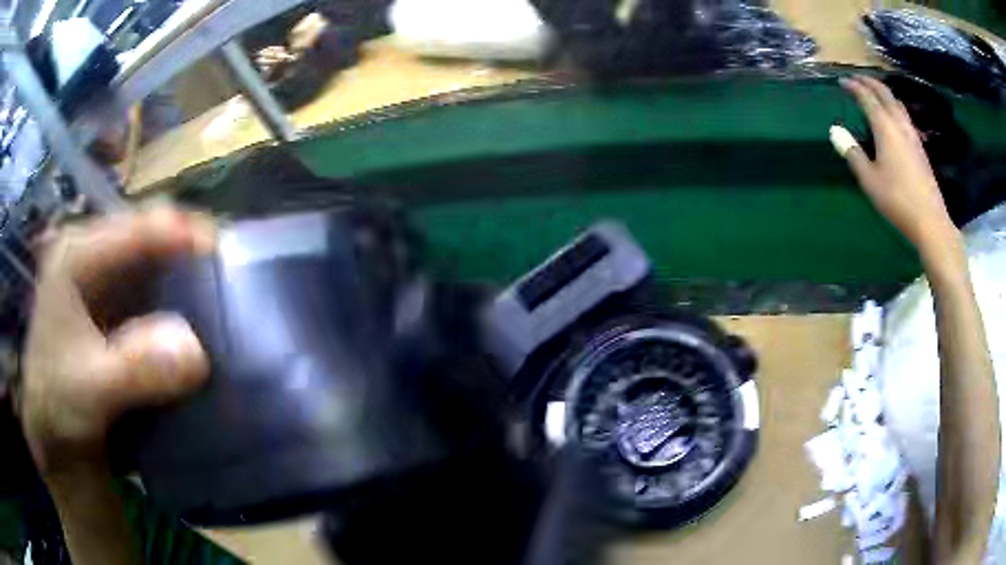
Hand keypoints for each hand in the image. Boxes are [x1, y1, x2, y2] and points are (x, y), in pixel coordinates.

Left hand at [19, 208, 213, 476]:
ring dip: (191, 283)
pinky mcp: (117, 308)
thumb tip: (199, 351)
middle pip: (153, 238)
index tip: (228, 256)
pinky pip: (157, 295)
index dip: (183, 234)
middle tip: (233, 283)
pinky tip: (200, 327)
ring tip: (227, 304)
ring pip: (158, 265)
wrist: (53, 435)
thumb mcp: (90, 391)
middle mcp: (94, 255)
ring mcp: (106, 281)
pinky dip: (182, 307)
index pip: (137, 227)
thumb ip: (135, 369)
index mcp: (77, 255)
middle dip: (193, 256)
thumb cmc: (57, 404)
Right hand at [835, 75, 957, 256]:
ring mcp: (912, 135)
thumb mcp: (870, 180)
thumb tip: (835, 131)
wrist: (930, 221)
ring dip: (884, 93)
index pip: (867, 97)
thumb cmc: (897, 200)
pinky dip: (894, 107)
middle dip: (870, 82)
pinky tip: (894, 118)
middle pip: (884, 93)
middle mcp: (899, 124)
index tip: (842, 81)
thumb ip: (853, 153)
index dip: (854, 86)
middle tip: (857, 79)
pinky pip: (905, 117)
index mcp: (885, 127)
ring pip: (897, 103)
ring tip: (875, 93)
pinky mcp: (920, 148)